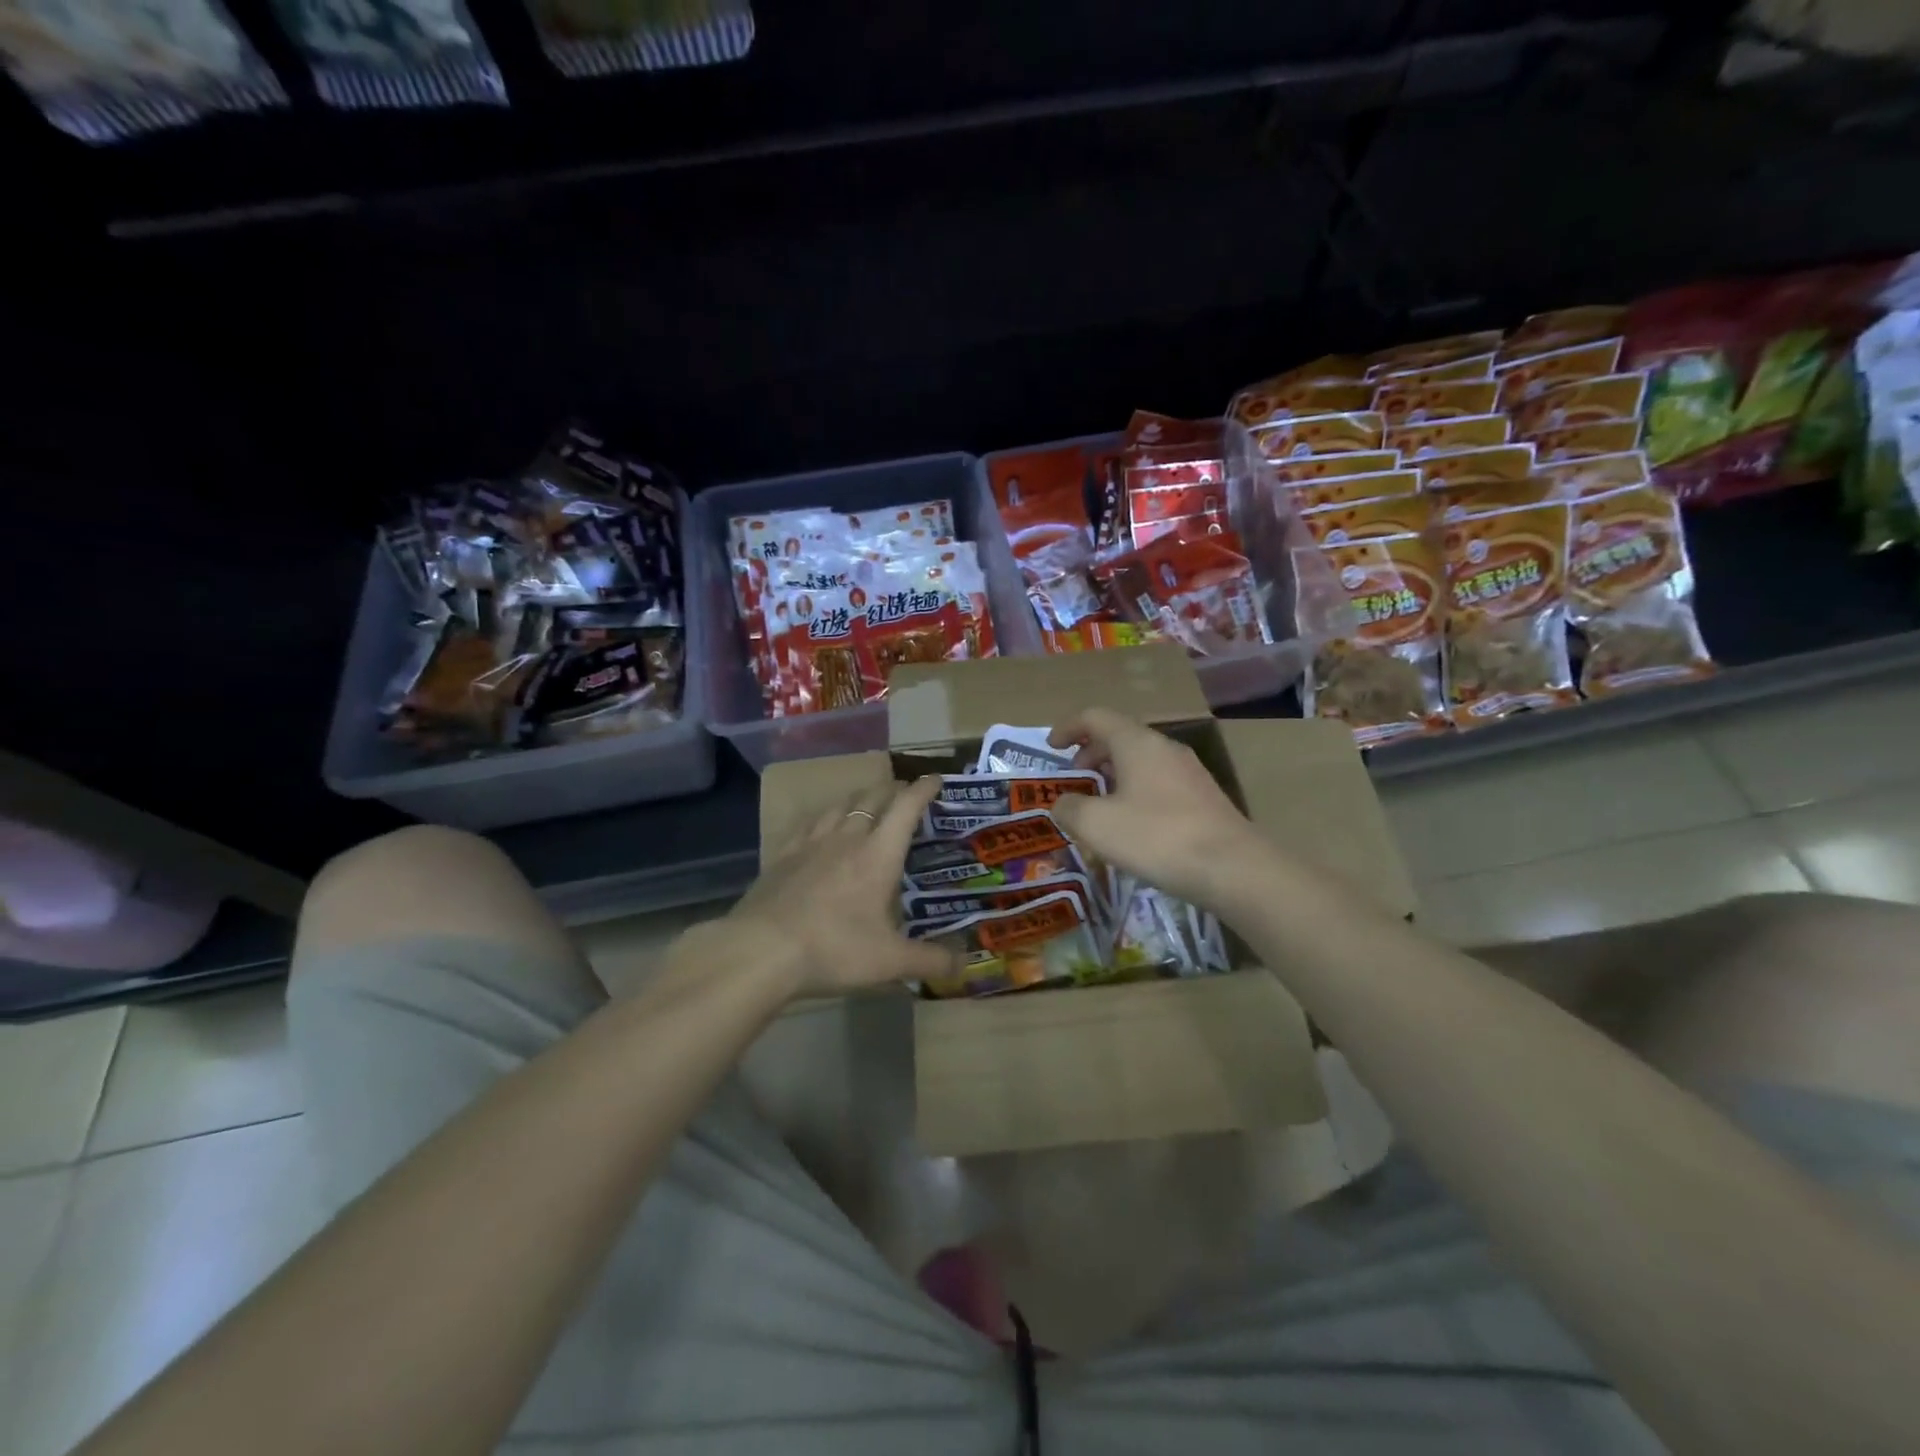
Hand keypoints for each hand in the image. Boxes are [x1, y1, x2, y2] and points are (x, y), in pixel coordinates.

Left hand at [702, 775, 962, 1000]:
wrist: (761, 950)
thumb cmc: (834, 949)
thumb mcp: (890, 962)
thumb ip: (931, 960)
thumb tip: (965, 964)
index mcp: (878, 854)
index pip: (906, 808)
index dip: (923, 789)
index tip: (935, 779)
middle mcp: (847, 838)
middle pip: (873, 798)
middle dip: (893, 790)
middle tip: (905, 793)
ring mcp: (811, 843)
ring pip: (840, 805)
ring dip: (859, 798)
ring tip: (867, 802)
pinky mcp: (783, 855)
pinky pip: (809, 823)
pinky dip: (824, 816)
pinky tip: (820, 826)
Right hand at [1047, 708, 1269, 910]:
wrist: (1233, 868)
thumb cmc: (1156, 837)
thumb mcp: (1096, 825)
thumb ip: (1069, 808)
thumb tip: (1062, 803)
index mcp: (1136, 743)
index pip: (1096, 717)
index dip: (1068, 728)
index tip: (1051, 747)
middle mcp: (1164, 748)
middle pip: (1120, 736)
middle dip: (1091, 753)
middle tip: (1075, 779)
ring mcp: (1189, 772)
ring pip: (1142, 760)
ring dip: (1114, 774)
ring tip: (1100, 804)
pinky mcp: (1203, 797)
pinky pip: (1159, 781)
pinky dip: (1136, 790)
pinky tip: (1133, 824)